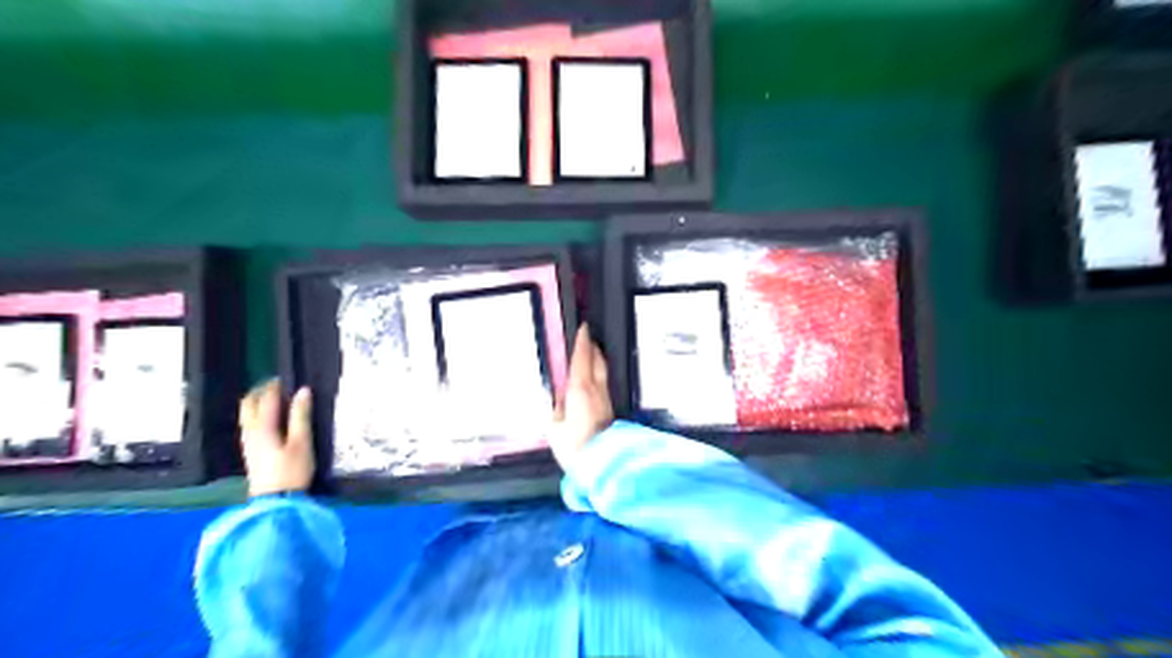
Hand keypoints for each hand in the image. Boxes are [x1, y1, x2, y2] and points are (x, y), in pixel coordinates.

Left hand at [239, 383, 316, 495]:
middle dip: (262, 390)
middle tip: (279, 384)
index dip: (276, 385)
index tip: (288, 377)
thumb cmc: (292, 471)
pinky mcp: (252, 451)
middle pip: (249, 404)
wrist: (276, 502)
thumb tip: (303, 391)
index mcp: (262, 427)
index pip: (266, 398)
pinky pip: (250, 423)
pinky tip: (272, 417)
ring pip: (247, 413)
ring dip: (259, 401)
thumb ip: (301, 416)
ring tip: (277, 397)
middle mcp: (250, 431)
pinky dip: (259, 413)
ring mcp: (248, 442)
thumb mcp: (302, 442)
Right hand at [549, 323, 615, 470]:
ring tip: (590, 356)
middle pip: (598, 361)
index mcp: (579, 389)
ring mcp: (606, 399)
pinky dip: (599, 374)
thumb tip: (561, 398)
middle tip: (587, 339)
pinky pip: (603, 384)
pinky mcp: (611, 409)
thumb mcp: (555, 428)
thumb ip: (557, 409)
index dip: (582, 342)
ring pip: (603, 372)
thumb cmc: (574, 447)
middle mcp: (596, 389)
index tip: (584, 328)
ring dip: (597, 360)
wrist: (603, 465)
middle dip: (593, 348)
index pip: (582, 359)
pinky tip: (594, 379)